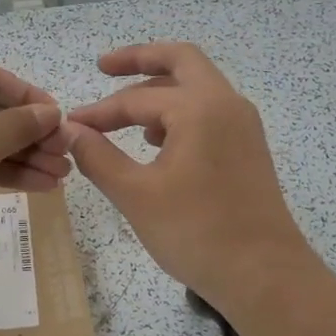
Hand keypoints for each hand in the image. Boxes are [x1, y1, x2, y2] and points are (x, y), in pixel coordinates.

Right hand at [67, 42, 316, 312]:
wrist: (265, 276)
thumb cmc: (197, 233)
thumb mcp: (136, 195)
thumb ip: (98, 157)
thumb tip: (71, 132)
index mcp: (199, 108)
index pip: (136, 98)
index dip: (99, 111)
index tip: (70, 125)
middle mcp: (226, 104)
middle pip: (181, 61)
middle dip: (139, 59)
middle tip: (103, 66)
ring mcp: (243, 125)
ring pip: (197, 86)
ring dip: (160, 88)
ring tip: (125, 114)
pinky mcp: (248, 148)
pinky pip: (209, 111)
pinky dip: (179, 111)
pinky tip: (157, 142)